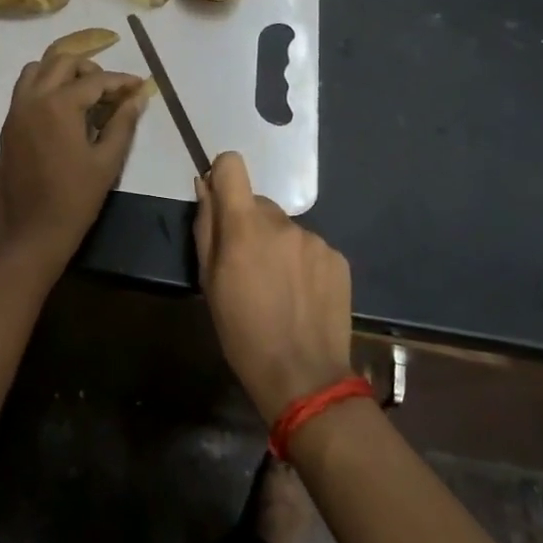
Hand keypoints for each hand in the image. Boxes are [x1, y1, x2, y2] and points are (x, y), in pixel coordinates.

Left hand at [0, 50, 148, 271]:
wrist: (31, 232)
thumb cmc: (75, 198)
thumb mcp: (107, 161)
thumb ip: (123, 123)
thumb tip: (137, 98)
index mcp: (58, 105)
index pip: (95, 80)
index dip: (120, 81)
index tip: (138, 86)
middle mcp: (33, 99)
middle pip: (62, 62)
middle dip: (90, 69)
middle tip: (110, 90)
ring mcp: (16, 111)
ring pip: (37, 69)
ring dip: (61, 71)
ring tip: (83, 92)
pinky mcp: (8, 126)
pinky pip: (25, 90)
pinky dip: (44, 86)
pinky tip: (63, 109)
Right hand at [194, 151, 354, 425]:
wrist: (304, 377)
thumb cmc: (243, 332)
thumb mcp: (209, 282)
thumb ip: (206, 228)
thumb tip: (205, 187)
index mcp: (244, 225)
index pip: (232, 165)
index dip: (223, 175)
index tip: (220, 200)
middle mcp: (281, 222)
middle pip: (258, 204)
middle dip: (249, 226)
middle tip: (248, 268)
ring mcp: (314, 239)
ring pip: (284, 228)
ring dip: (277, 247)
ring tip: (278, 289)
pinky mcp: (337, 258)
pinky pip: (310, 247)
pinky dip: (302, 263)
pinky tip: (301, 296)